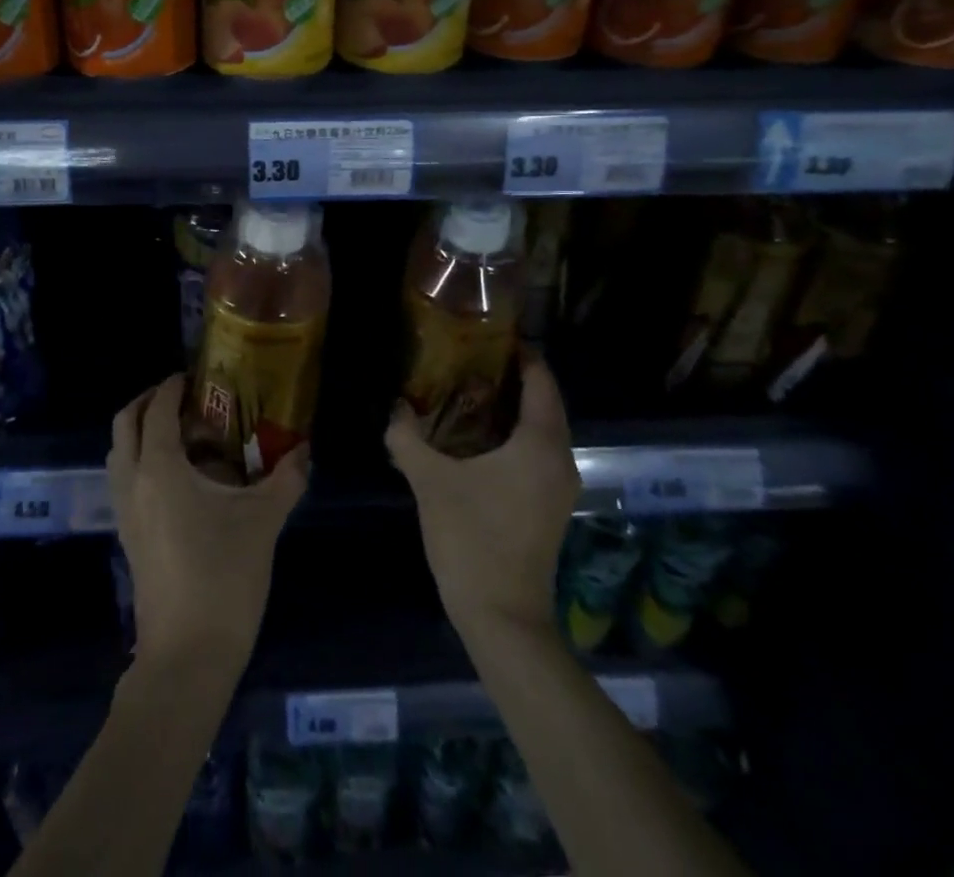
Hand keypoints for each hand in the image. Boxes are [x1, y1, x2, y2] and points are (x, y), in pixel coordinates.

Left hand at [109, 374, 307, 672]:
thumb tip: (304, 450)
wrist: (188, 655)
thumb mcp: (263, 521)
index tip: (194, 376)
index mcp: (160, 468)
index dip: (172, 387)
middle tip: (184, 399)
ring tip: (185, 436)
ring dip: (142, 432)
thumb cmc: (224, 577)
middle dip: (148, 402)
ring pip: (120, 453)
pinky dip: (143, 461)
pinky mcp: (128, 536)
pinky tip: (182, 477)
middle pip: (124, 424)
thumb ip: (285, 479)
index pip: (157, 410)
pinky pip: (125, 479)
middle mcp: (133, 482)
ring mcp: (126, 511)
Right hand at [385, 350, 577, 643]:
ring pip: (542, 430)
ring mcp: (559, 486)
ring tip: (468, 393)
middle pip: (545, 403)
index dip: (521, 354)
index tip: (490, 336)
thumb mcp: (431, 482)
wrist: (502, 618)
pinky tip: (477, 439)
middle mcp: (560, 460)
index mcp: (539, 444)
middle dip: (512, 378)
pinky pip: (537, 453)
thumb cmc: (471, 539)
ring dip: (513, 409)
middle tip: (470, 360)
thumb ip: (407, 439)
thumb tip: (393, 408)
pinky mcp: (550, 507)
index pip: (541, 381)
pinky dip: (514, 436)